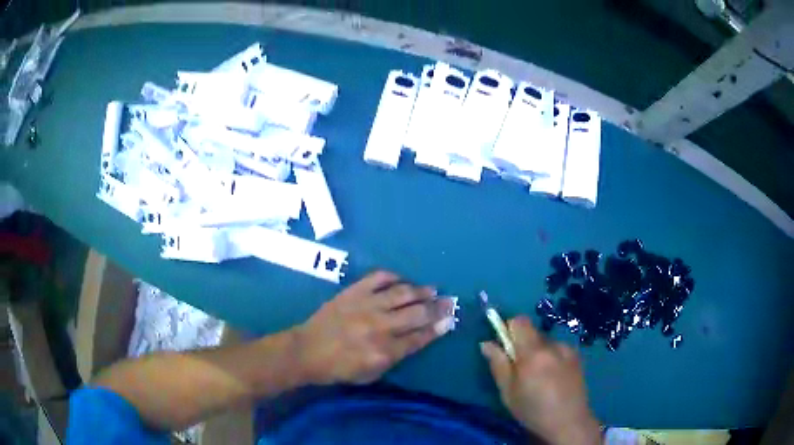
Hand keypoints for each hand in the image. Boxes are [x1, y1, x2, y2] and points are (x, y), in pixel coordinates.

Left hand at [295, 271, 456, 384]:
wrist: (306, 351)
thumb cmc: (339, 369)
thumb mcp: (371, 375)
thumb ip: (395, 358)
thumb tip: (416, 339)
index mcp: (384, 352)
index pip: (419, 337)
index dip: (438, 328)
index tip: (451, 320)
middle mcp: (379, 327)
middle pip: (417, 314)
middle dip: (438, 308)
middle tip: (450, 302)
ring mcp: (366, 306)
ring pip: (402, 293)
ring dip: (421, 291)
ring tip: (432, 289)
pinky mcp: (353, 292)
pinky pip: (378, 278)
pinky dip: (393, 277)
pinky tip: (402, 280)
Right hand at [481, 316, 600, 444]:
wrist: (569, 422)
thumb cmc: (533, 410)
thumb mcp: (508, 392)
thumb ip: (498, 365)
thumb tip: (487, 343)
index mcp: (533, 353)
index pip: (520, 321)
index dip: (509, 329)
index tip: (505, 348)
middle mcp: (552, 345)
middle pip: (532, 332)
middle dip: (523, 346)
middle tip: (521, 370)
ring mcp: (567, 349)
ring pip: (545, 342)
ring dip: (538, 353)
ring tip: (539, 378)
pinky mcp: (577, 356)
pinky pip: (557, 349)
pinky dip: (551, 358)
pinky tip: (553, 378)